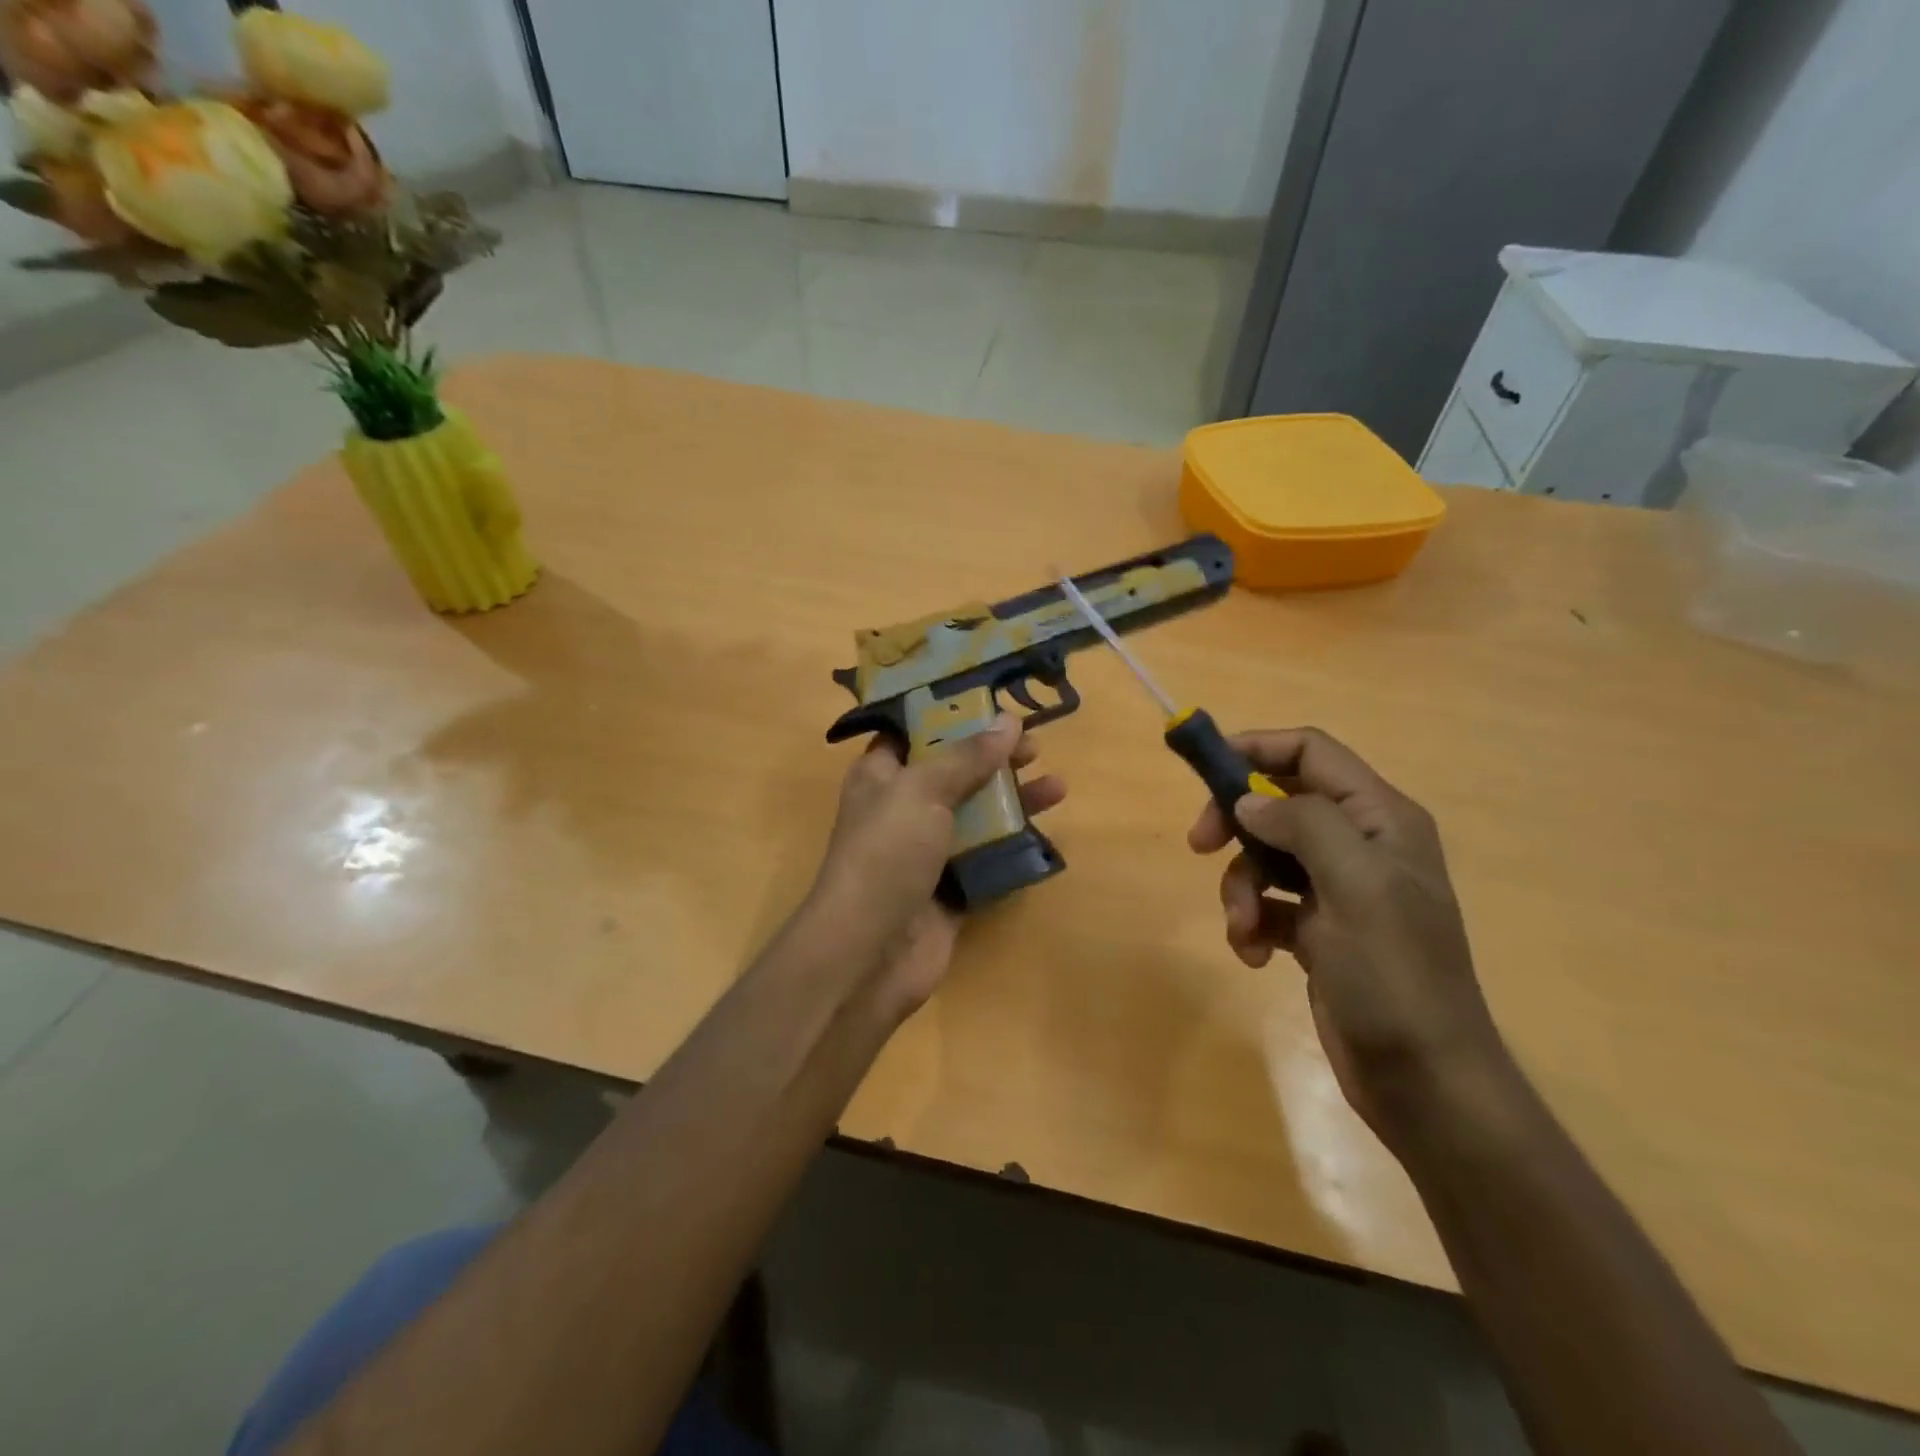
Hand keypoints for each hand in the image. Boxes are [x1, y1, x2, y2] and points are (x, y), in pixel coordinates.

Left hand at [807, 714, 1065, 1020]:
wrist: (870, 952)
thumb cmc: (886, 854)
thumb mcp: (922, 790)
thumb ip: (966, 756)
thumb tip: (1007, 721)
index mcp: (881, 775)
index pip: (914, 732)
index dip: (950, 713)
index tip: (992, 702)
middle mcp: (903, 808)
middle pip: (953, 771)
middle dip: (993, 756)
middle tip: (1034, 745)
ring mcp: (927, 850)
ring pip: (976, 814)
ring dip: (1013, 799)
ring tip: (1057, 787)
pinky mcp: (950, 887)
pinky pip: (986, 857)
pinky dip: (1012, 845)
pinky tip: (1044, 833)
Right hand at [1187, 727, 1506, 1147]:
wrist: (1423, 1080)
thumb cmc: (1395, 975)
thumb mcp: (1356, 887)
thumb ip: (1302, 826)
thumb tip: (1248, 802)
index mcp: (1379, 819)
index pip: (1311, 752)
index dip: (1256, 748)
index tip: (1203, 767)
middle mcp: (1359, 845)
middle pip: (1277, 802)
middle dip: (1235, 823)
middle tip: (1200, 844)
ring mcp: (1338, 889)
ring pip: (1264, 856)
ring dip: (1241, 888)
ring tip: (1245, 929)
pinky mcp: (1318, 930)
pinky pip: (1267, 903)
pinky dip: (1251, 923)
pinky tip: (1256, 956)